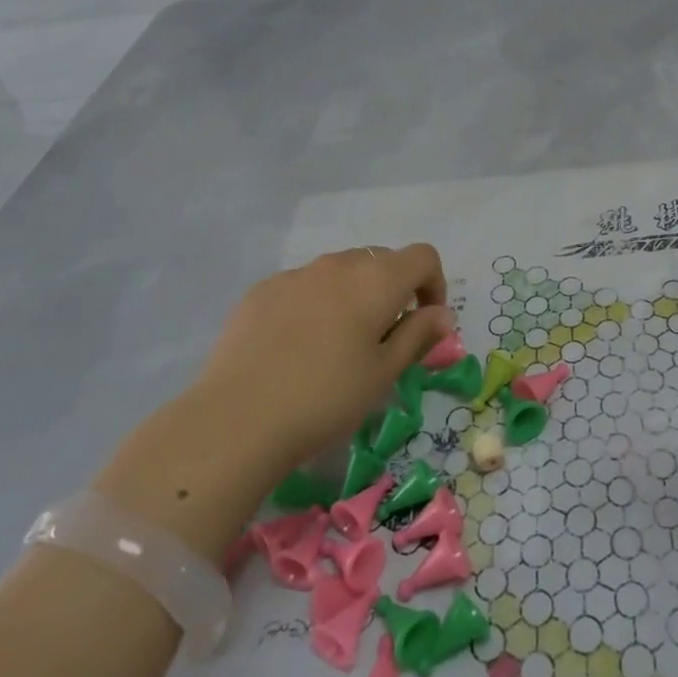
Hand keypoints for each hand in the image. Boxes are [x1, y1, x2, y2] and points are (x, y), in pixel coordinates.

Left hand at [196, 243, 453, 477]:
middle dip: (394, 290)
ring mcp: (295, 275)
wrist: (236, 419)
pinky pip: (303, 285)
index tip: (425, 322)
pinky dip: (315, 303)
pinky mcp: (261, 291)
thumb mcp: (384, 374)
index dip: (434, 285)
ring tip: (338, 343)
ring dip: (354, 294)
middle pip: (381, 260)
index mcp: (377, 280)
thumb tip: (441, 315)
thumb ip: (418, 336)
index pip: (423, 257)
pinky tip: (297, 346)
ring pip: (340, 271)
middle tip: (385, 337)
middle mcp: (338, 264)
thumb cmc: (326, 398)